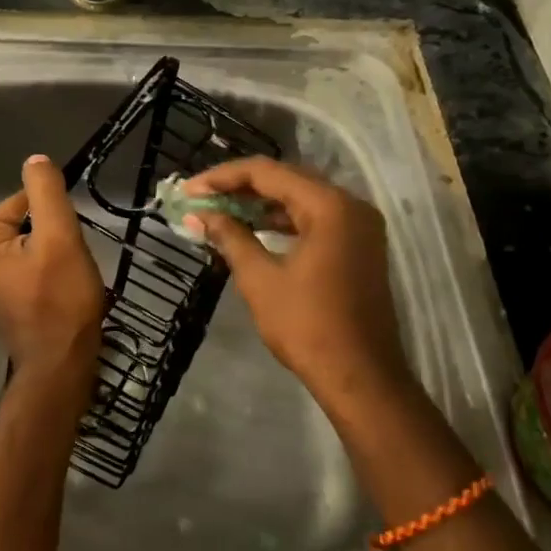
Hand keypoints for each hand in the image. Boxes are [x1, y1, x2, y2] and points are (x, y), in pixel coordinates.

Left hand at [0, 154, 105, 375]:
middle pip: (23, 222)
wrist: (61, 363)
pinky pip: (24, 263)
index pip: (23, 203)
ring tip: (61, 279)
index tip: (66, 246)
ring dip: (50, 254)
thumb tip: (35, 160)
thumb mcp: (60, 238)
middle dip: (50, 237)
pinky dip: (43, 270)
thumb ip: (46, 192)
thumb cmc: (60, 300)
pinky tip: (55, 290)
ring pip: (27, 243)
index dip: (53, 218)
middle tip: (64, 266)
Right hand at [181, 157, 413, 404]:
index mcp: (329, 206)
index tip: (190, 190)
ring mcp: (359, 226)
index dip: (223, 177)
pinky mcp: (358, 246)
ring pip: (301, 199)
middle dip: (240, 187)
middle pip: (287, 180)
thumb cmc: (308, 326)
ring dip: (260, 204)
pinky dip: (283, 221)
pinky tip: (253, 229)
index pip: (267, 172)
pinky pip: (315, 219)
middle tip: (201, 197)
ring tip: (220, 211)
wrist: (361, 377)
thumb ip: (230, 237)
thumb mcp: (260, 279)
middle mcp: (350, 205)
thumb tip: (200, 215)